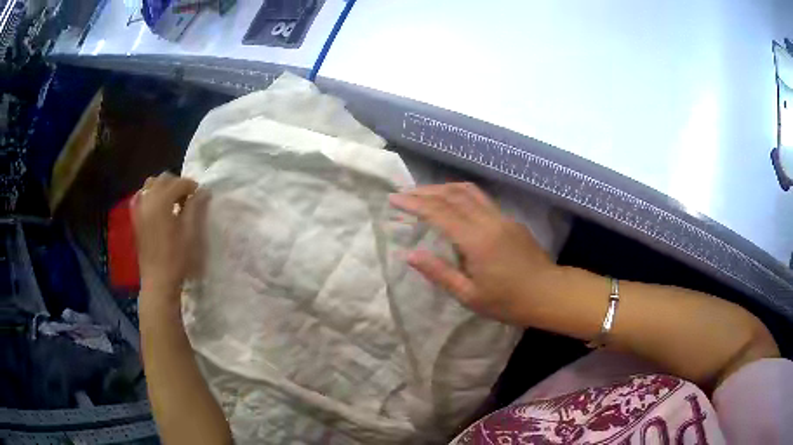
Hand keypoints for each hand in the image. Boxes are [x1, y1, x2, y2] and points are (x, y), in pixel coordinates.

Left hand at [132, 172, 206, 298]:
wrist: (158, 281)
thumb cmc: (177, 258)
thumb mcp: (190, 232)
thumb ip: (196, 207)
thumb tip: (203, 191)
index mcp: (161, 202)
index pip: (178, 183)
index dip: (191, 186)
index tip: (200, 196)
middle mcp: (148, 200)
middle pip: (163, 179)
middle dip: (177, 184)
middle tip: (188, 198)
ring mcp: (139, 209)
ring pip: (150, 185)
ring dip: (163, 188)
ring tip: (173, 202)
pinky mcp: (135, 219)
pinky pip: (141, 197)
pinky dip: (150, 196)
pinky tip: (157, 207)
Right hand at [389, 182, 559, 325]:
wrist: (549, 293)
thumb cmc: (508, 301)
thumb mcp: (469, 295)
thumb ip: (439, 273)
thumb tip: (410, 255)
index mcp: (476, 240)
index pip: (439, 212)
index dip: (414, 203)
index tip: (394, 199)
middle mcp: (488, 221)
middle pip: (452, 195)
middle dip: (425, 191)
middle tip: (404, 193)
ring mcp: (501, 217)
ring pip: (469, 191)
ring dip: (444, 188)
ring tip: (425, 193)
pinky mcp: (510, 220)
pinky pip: (480, 199)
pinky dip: (460, 195)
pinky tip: (453, 204)